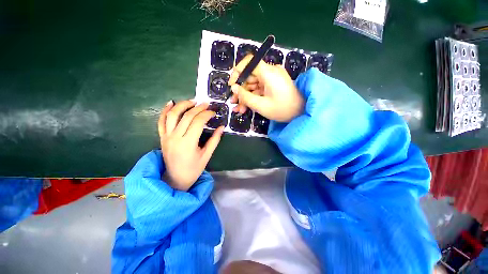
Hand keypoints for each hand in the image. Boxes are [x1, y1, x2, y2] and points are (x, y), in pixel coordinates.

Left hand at [158, 100, 223, 190]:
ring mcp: (166, 136)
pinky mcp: (162, 137)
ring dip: (182, 105)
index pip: (198, 122)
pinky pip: (161, 121)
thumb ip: (215, 140)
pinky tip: (171, 103)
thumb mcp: (207, 155)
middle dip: (198, 108)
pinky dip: (165, 110)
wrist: (175, 179)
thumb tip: (221, 127)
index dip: (206, 114)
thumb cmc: (193, 169)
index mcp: (188, 143)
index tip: (213, 112)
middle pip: (187, 116)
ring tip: (192, 101)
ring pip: (172, 115)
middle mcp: (175, 137)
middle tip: (206, 104)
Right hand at [228, 55, 304, 121]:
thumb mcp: (261, 105)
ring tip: (239, 109)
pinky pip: (259, 89)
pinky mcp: (273, 85)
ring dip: (245, 96)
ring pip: (253, 84)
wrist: (300, 113)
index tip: (232, 85)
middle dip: (241, 90)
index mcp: (269, 73)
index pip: (249, 62)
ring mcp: (272, 79)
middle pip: (250, 76)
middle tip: (234, 102)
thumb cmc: (282, 110)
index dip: (238, 71)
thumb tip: (234, 88)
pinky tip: (246, 107)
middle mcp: (270, 72)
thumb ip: (245, 96)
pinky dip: (253, 97)